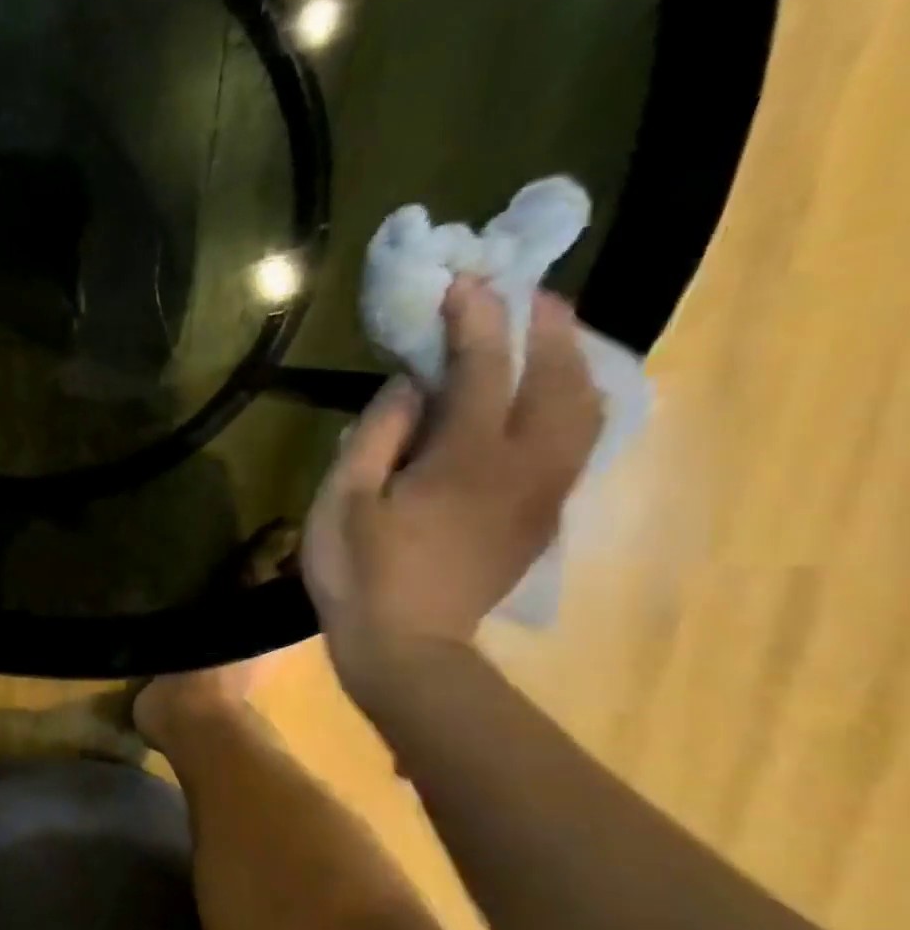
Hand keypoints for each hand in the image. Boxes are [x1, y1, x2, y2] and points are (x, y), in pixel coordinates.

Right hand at [302, 277, 602, 699]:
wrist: (406, 648)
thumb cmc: (360, 573)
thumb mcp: (345, 500)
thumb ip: (378, 433)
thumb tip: (410, 383)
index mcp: (466, 458)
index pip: (485, 368)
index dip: (477, 318)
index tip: (465, 280)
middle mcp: (524, 467)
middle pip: (559, 380)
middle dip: (546, 328)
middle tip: (524, 295)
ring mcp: (542, 496)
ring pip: (584, 412)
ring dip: (570, 364)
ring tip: (546, 338)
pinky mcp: (542, 520)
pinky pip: (576, 446)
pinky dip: (571, 406)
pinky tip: (547, 400)